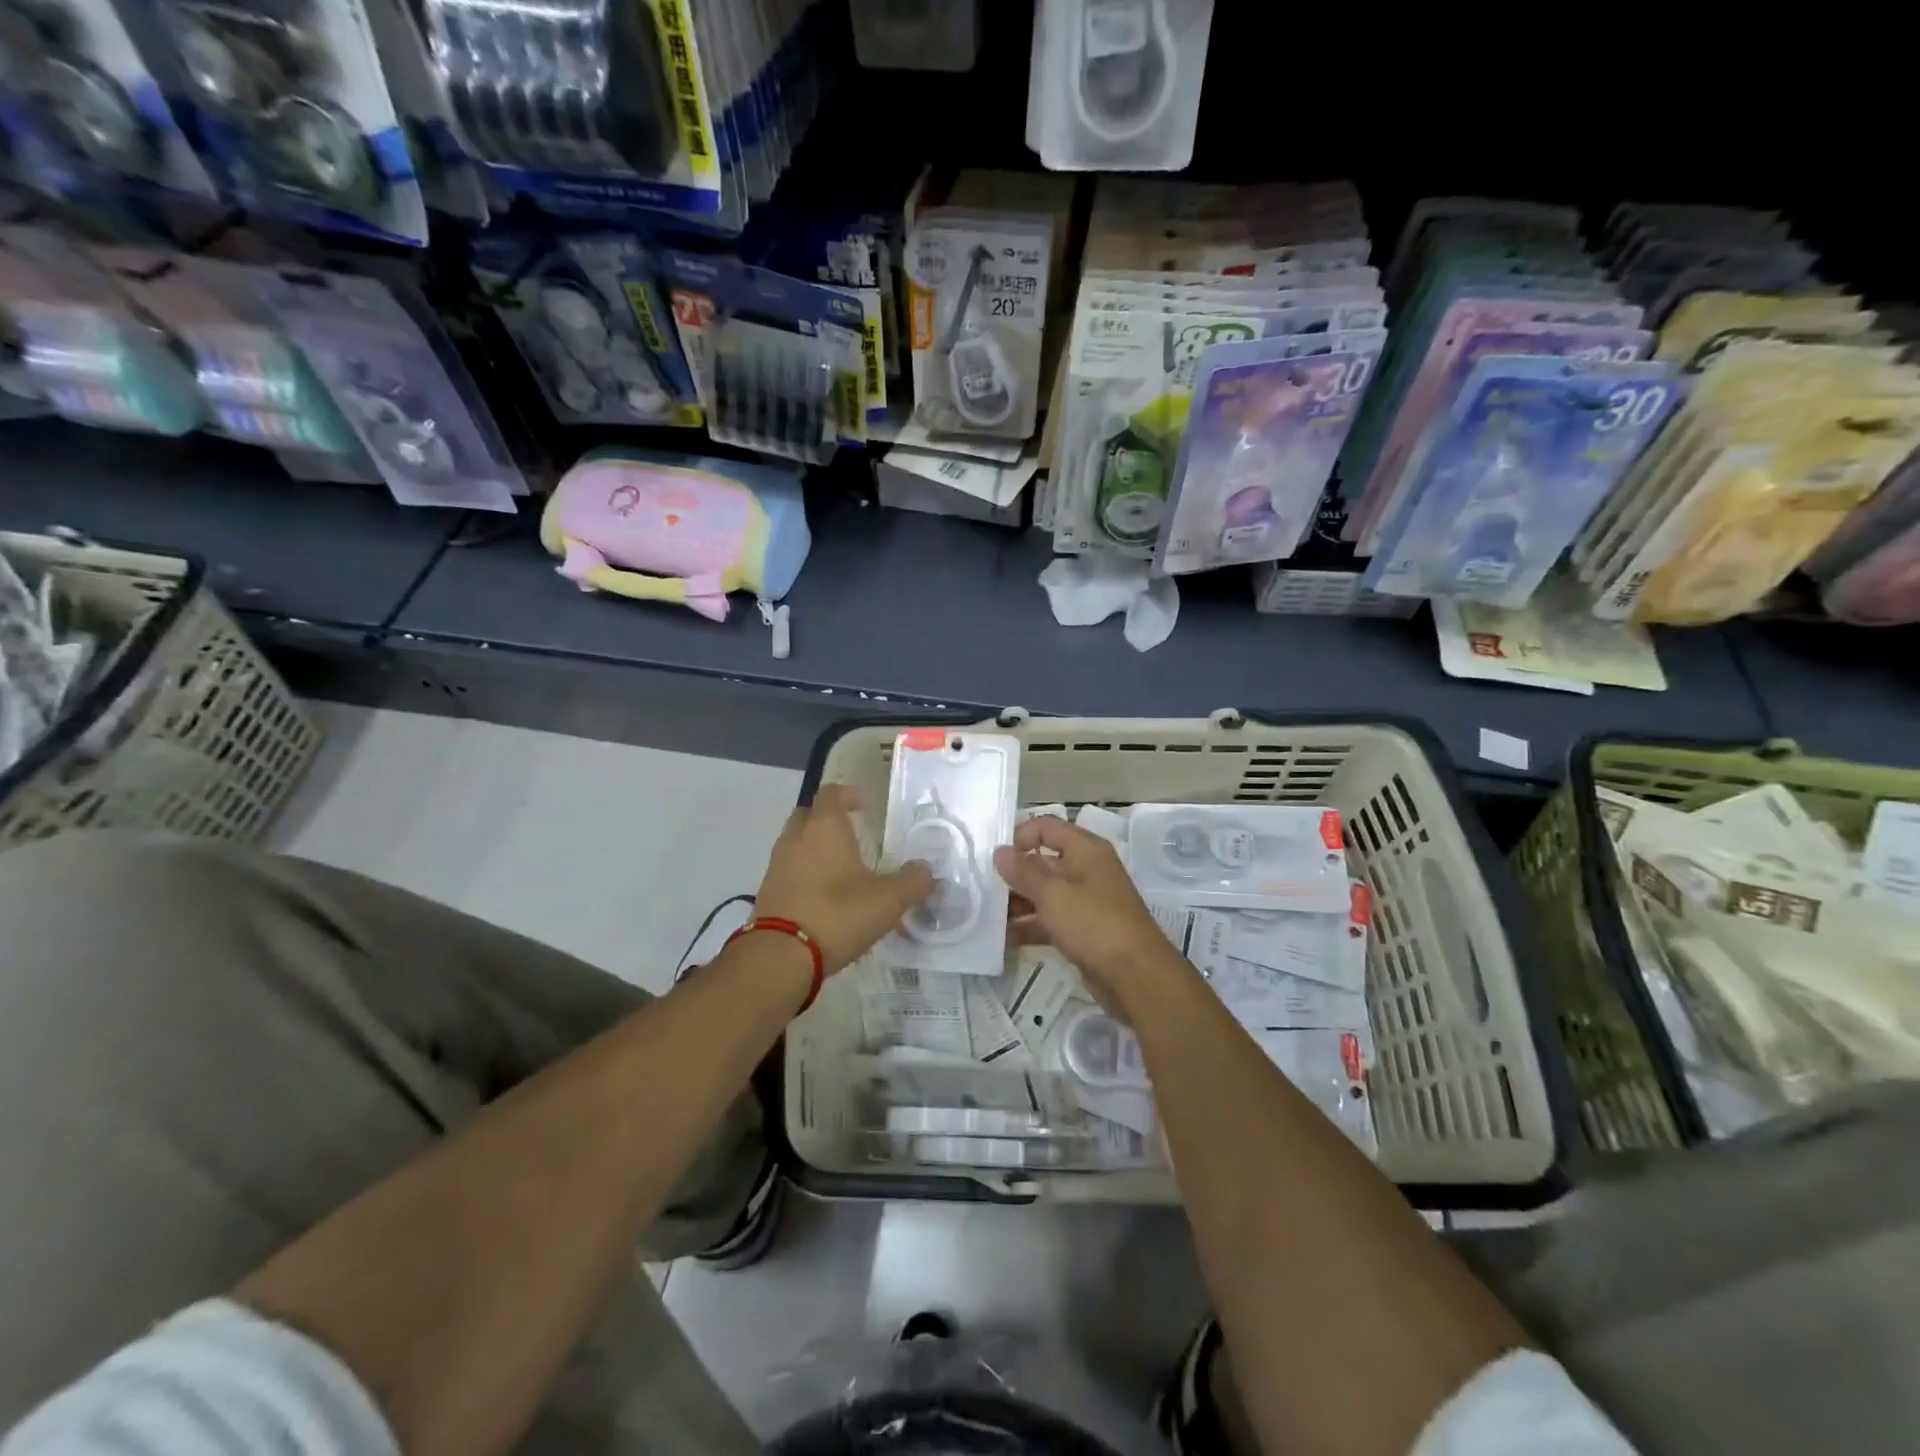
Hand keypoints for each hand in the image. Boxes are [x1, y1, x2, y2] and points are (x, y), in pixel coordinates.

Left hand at [754, 785, 932, 975]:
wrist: (781, 956)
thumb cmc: (838, 914)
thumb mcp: (889, 899)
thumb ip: (913, 881)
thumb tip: (926, 870)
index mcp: (824, 827)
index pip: (831, 793)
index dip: (848, 795)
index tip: (864, 805)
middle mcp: (796, 838)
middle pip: (808, 815)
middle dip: (827, 819)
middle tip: (850, 834)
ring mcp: (776, 865)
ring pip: (796, 844)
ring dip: (815, 849)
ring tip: (840, 870)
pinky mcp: (767, 893)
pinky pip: (788, 872)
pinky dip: (804, 875)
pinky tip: (823, 897)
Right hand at [994, 817, 1188, 1008]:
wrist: (1136, 975)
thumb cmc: (1094, 923)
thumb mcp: (1053, 893)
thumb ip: (1023, 871)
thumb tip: (1000, 852)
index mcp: (1085, 850)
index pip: (1047, 827)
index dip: (1020, 836)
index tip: (995, 858)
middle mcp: (1086, 870)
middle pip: (1043, 861)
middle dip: (1013, 874)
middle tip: (983, 890)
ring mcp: (1086, 901)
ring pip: (1045, 894)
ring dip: (1017, 903)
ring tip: (987, 917)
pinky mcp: (1083, 930)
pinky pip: (1050, 920)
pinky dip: (1029, 927)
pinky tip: (1004, 940)